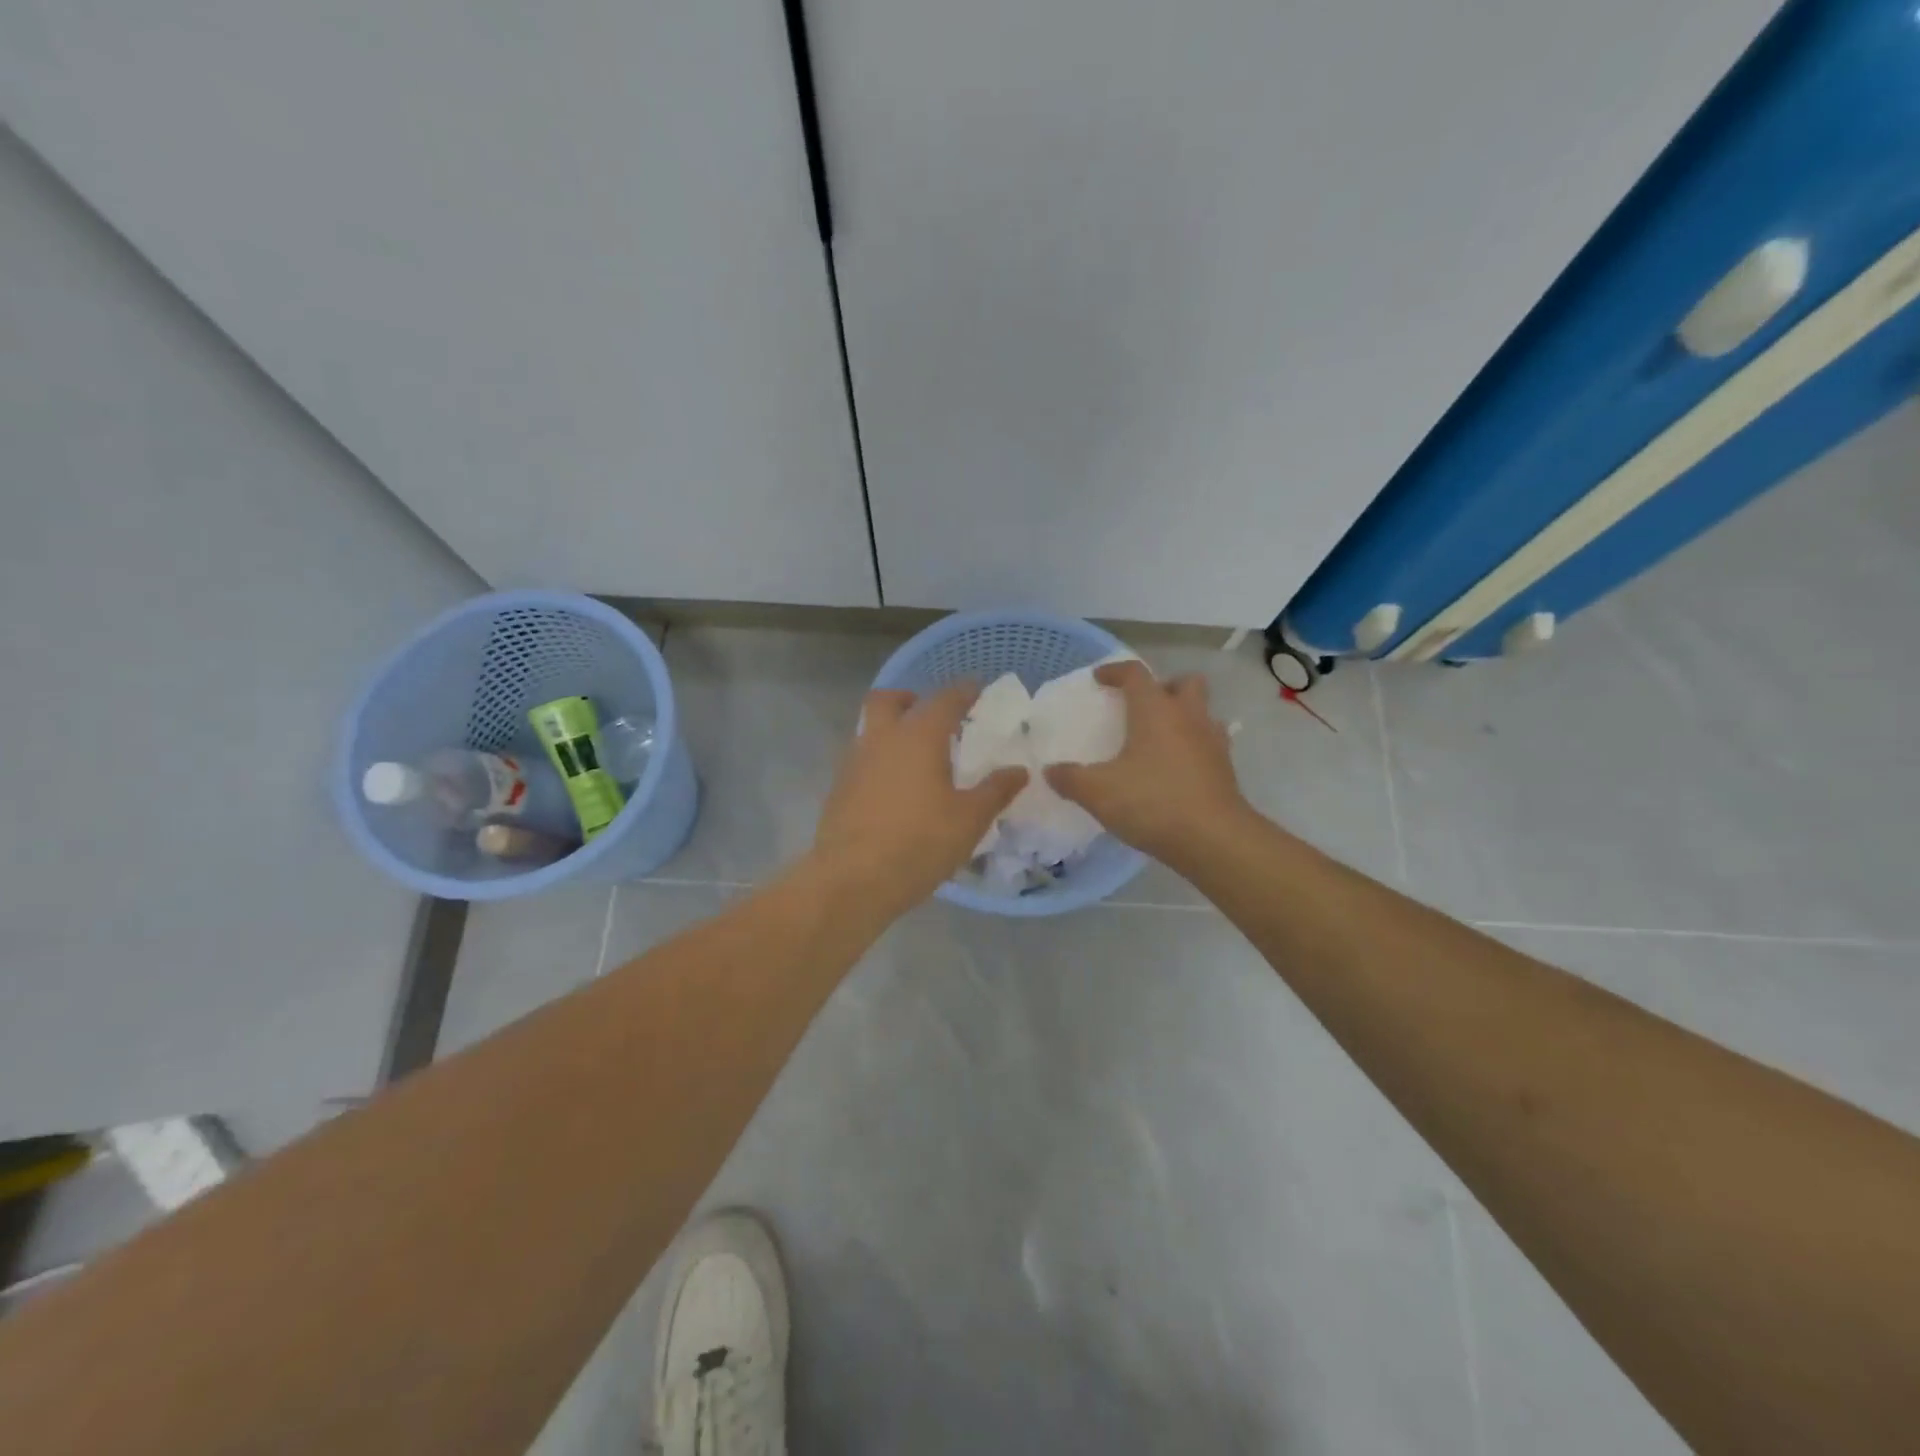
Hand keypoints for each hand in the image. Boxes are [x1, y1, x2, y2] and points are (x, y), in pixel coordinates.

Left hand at [813, 684, 1027, 916]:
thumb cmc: (919, 843)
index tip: (976, 687)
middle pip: (887, 700)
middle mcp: (881, 739)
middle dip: (909, 698)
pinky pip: (860, 759)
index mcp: (918, 737)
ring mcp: (854, 763)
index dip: (963, 691)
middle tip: (931, 714)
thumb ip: (995, 791)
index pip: (944, 700)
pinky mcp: (838, 789)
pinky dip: (879, 760)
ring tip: (916, 754)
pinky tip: (894, 787)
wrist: (852, 880)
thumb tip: (1019, 770)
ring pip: (869, 728)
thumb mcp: (969, 819)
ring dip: (891, 729)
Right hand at [1045, 660, 1249, 866]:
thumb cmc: (1152, 803)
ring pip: (1203, 712)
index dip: (1116, 671)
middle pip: (1184, 683)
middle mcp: (1188, 717)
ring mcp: (1213, 742)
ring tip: (1161, 739)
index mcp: (1155, 710)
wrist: (1213, 839)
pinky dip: (1194, 747)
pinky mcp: (1225, 769)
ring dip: (1184, 717)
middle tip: (1142, 706)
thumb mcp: (1098, 792)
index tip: (1099, 679)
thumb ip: (1070, 778)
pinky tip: (1176, 769)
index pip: (1136, 674)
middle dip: (1164, 687)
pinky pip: (1210, 744)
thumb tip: (1050, 771)